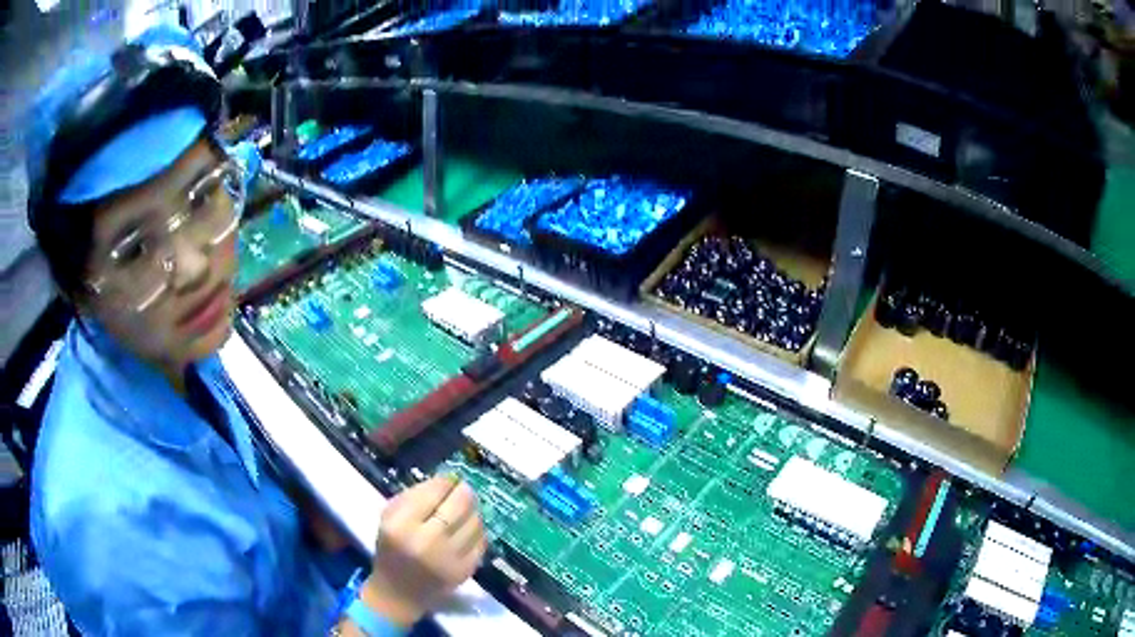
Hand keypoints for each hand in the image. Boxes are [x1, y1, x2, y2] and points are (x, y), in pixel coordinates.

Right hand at [362, 475, 486, 626]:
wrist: (399, 593)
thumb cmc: (391, 550)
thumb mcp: (389, 517)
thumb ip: (414, 496)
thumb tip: (446, 480)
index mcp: (401, 525)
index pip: (433, 493)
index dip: (446, 481)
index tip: (450, 478)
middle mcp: (426, 541)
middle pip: (459, 506)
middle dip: (464, 492)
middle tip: (464, 488)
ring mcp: (449, 559)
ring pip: (474, 522)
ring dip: (473, 510)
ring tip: (466, 508)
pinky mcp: (465, 571)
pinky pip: (480, 542)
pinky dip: (477, 530)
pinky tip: (469, 528)